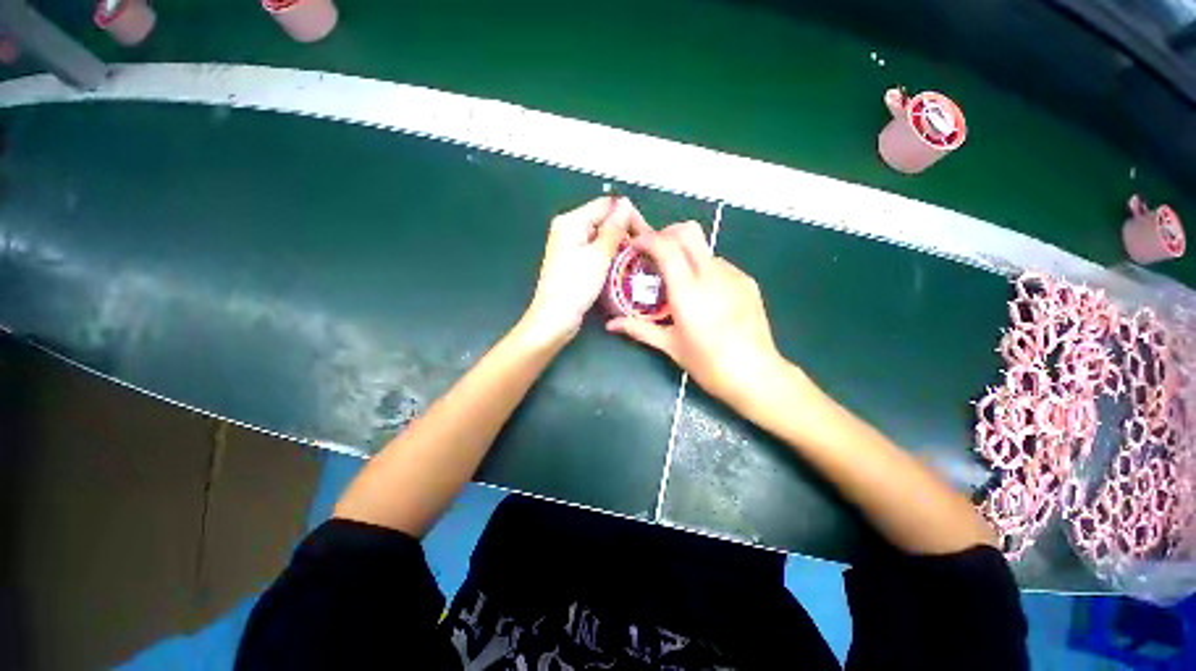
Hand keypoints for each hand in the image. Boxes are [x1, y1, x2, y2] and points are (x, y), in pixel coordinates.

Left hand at [522, 196, 649, 344]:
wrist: (554, 319)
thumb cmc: (575, 287)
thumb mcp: (599, 256)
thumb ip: (614, 229)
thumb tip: (625, 204)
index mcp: (571, 221)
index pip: (607, 205)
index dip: (629, 216)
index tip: (647, 236)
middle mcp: (569, 229)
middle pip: (604, 219)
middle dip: (625, 232)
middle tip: (643, 251)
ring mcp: (570, 246)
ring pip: (602, 237)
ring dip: (619, 246)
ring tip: (635, 260)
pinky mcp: (574, 262)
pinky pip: (596, 251)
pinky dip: (609, 256)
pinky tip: (620, 267)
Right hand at [606, 222, 788, 406]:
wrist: (756, 375)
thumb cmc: (708, 363)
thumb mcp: (670, 346)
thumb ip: (639, 329)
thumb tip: (610, 325)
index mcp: (688, 291)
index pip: (666, 246)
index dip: (647, 239)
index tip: (634, 246)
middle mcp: (711, 275)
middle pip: (688, 231)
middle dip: (666, 233)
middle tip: (654, 253)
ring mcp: (733, 275)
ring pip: (703, 248)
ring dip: (685, 254)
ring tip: (678, 281)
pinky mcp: (747, 282)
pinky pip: (719, 264)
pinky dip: (703, 269)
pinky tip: (703, 294)